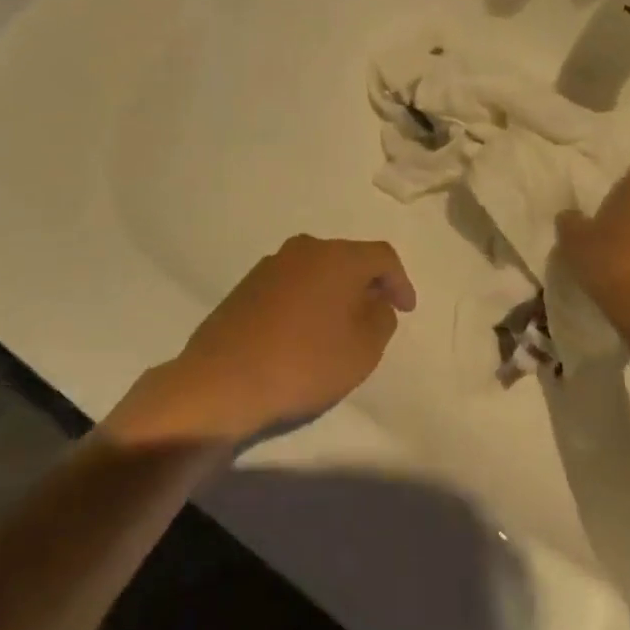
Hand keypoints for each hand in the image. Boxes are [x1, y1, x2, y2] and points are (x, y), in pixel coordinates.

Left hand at [112, 236, 415, 446]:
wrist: (222, 380)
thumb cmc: (303, 363)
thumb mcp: (362, 350)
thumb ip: (381, 319)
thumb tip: (374, 302)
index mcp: (338, 257)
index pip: (382, 257)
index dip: (400, 282)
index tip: (406, 310)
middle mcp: (305, 249)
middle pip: (348, 259)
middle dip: (367, 284)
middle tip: (377, 315)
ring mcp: (272, 265)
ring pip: (318, 271)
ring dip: (334, 292)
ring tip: (340, 326)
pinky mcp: (248, 285)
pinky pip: (292, 285)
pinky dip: (307, 301)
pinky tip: (305, 331)